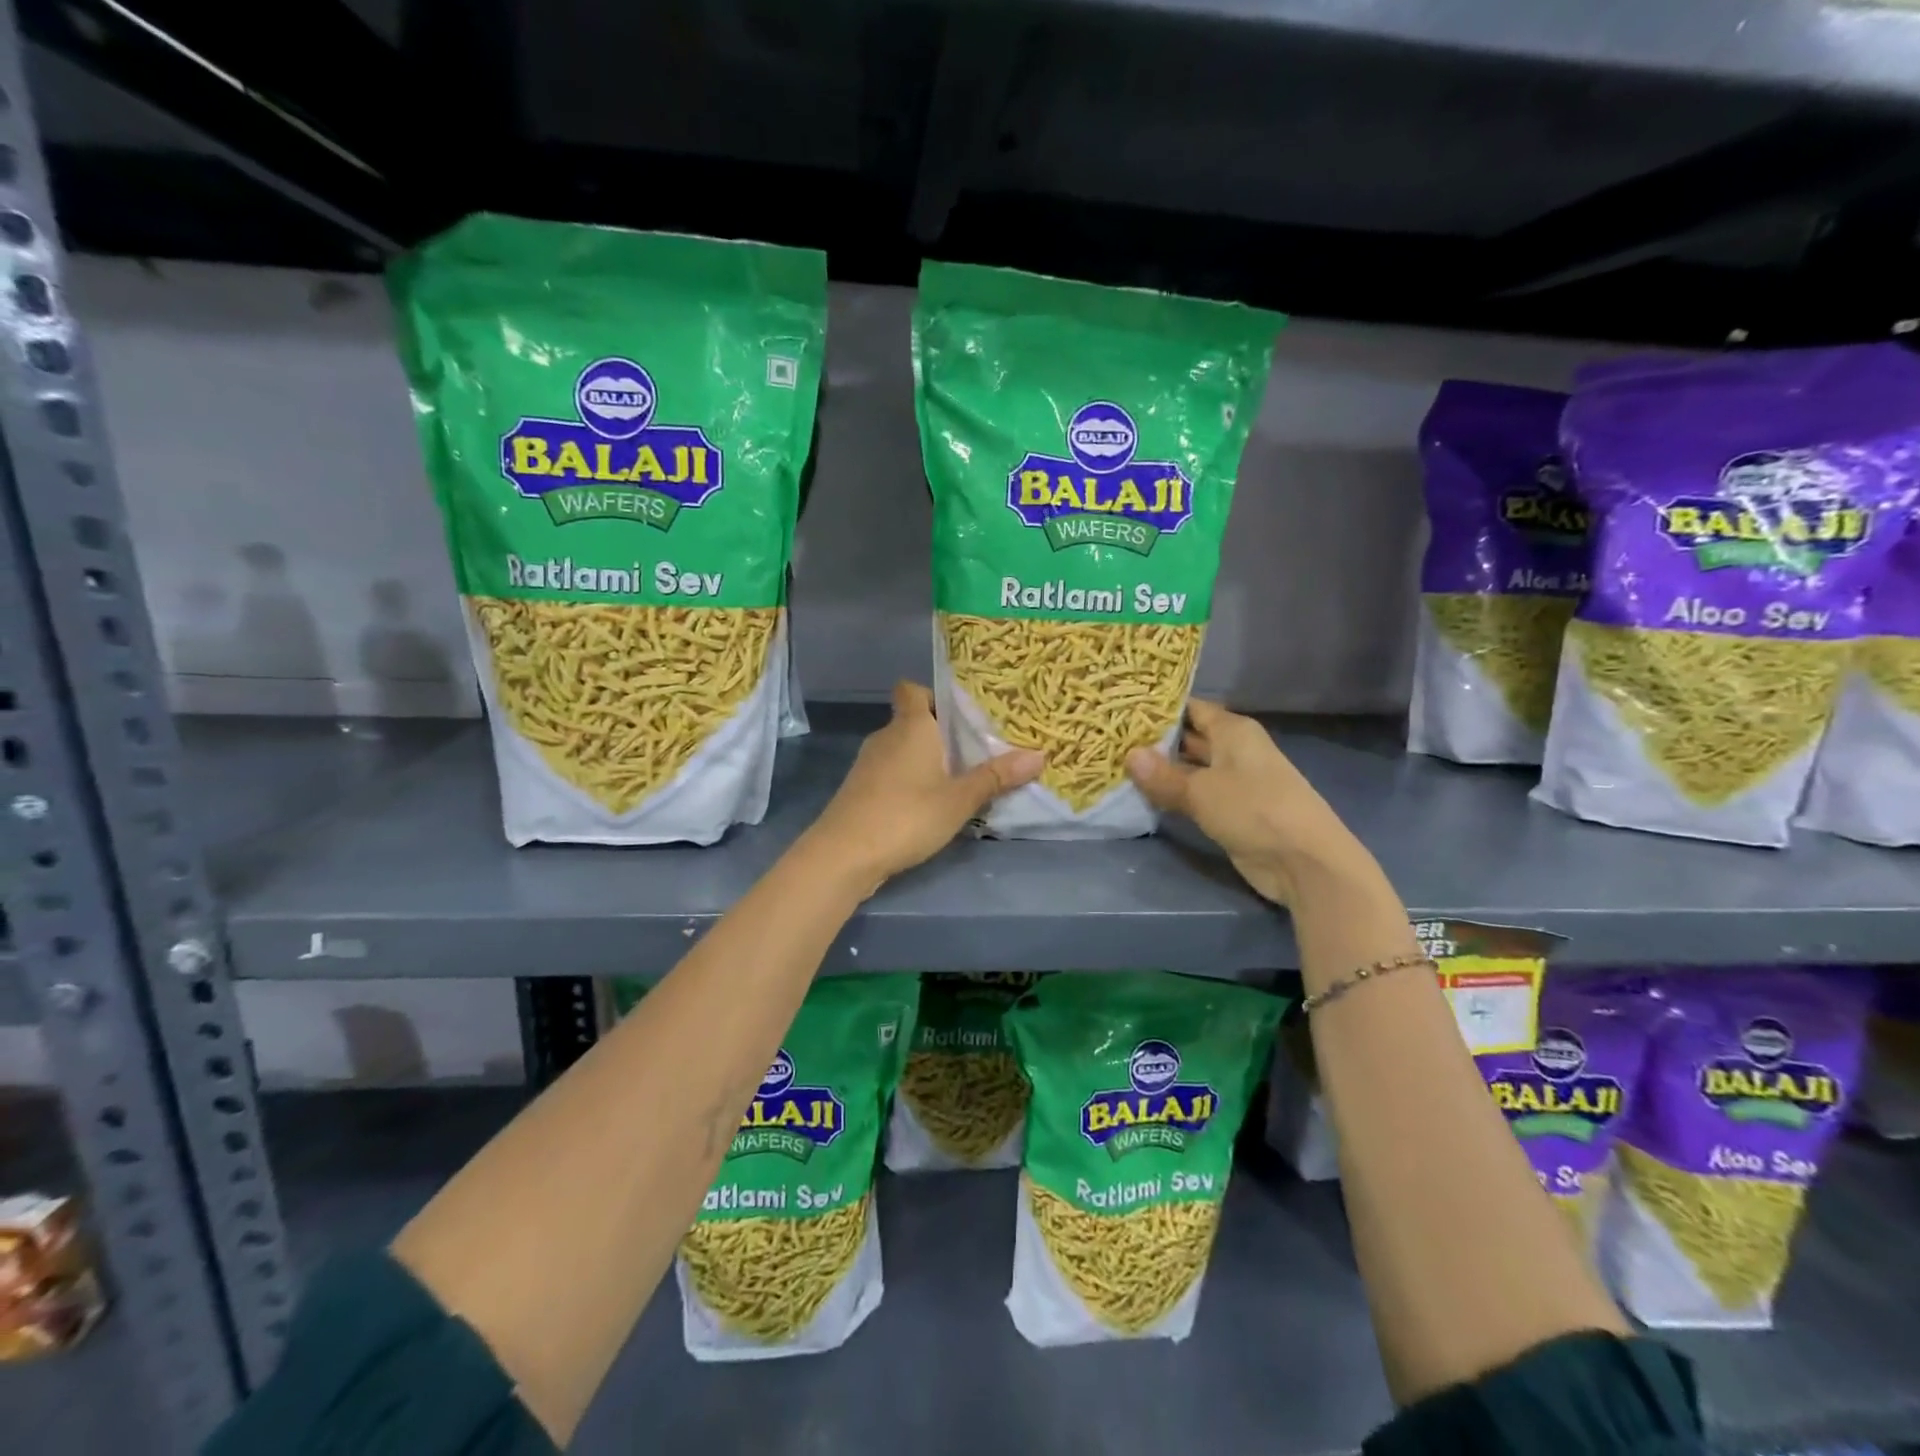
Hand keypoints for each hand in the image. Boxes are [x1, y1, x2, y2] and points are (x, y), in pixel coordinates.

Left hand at [808, 681, 1042, 892]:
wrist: (844, 854)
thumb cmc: (907, 815)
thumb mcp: (960, 799)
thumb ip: (996, 777)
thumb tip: (1039, 755)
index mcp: (910, 726)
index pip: (911, 689)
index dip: (932, 694)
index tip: (959, 711)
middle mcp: (886, 737)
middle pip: (911, 720)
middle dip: (940, 733)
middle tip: (975, 749)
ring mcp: (868, 764)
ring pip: (902, 750)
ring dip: (925, 760)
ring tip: (958, 778)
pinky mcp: (860, 790)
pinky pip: (891, 773)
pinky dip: (909, 781)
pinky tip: (929, 805)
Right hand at [1126, 699, 1349, 905]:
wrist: (1303, 862)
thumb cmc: (1254, 809)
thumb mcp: (1201, 790)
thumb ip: (1163, 775)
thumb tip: (1129, 756)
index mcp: (1233, 731)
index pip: (1191, 708)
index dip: (1159, 708)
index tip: (1123, 707)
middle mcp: (1234, 750)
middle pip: (1189, 737)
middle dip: (1154, 740)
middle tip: (1111, 738)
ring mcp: (1234, 782)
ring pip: (1190, 768)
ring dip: (1160, 770)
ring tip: (1117, 764)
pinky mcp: (1231, 810)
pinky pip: (1195, 795)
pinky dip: (1172, 795)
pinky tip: (1141, 795)